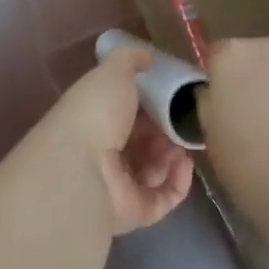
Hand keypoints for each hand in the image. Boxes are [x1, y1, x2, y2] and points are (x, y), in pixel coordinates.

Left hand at [45, 44, 194, 234]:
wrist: (82, 167)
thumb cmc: (96, 112)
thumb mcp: (112, 71)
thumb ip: (130, 59)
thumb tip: (147, 56)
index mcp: (94, 119)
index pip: (126, 111)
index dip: (150, 103)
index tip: (173, 94)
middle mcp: (103, 152)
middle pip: (143, 142)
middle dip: (166, 130)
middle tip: (184, 121)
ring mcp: (118, 185)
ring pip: (155, 170)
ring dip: (173, 155)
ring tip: (183, 143)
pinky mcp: (134, 212)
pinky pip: (164, 197)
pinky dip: (179, 181)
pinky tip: (186, 164)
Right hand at [200, 35, 268, 214]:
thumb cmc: (250, 165)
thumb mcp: (210, 134)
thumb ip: (209, 102)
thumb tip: (216, 93)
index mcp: (231, 55)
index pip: (216, 56)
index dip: (217, 82)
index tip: (221, 108)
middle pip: (253, 57)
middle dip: (251, 80)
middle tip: (250, 118)